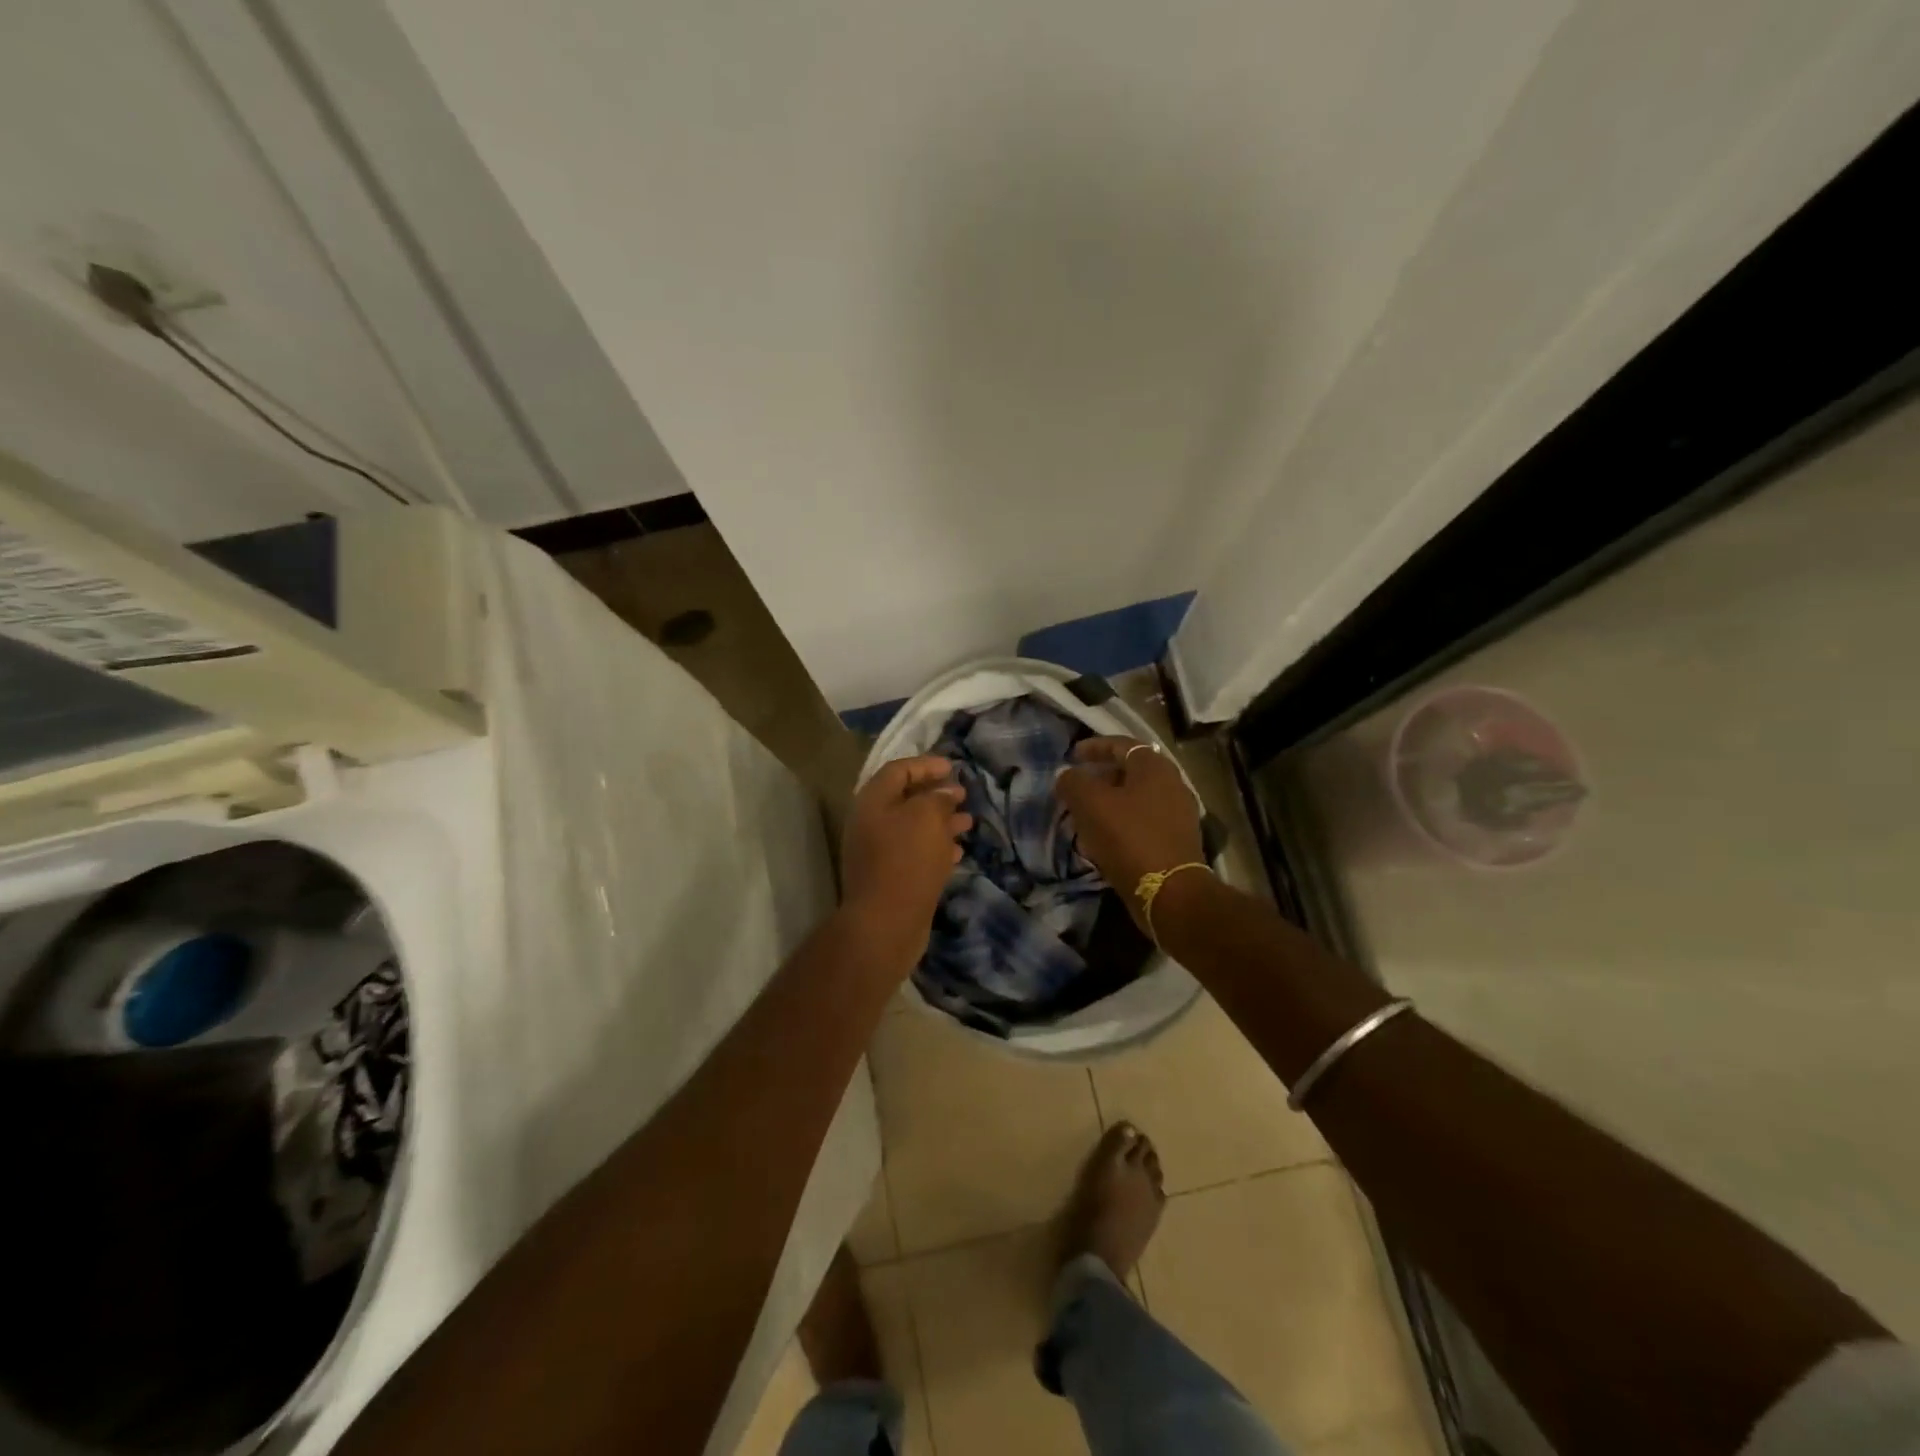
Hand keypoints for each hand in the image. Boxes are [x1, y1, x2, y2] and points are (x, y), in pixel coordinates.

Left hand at [840, 755, 971, 965]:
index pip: (898, 770)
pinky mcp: (890, 877)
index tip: (952, 767)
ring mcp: (878, 852)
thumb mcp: (927, 818)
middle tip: (963, 795)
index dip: (925, 765)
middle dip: (936, 795)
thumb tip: (946, 793)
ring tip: (968, 823)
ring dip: (941, 822)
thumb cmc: (907, 860)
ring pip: (913, 828)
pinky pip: (915, 853)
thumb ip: (938, 798)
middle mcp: (871, 823)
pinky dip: (937, 847)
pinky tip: (958, 851)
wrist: (886, 923)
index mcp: (873, 802)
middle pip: (905, 799)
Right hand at [1057, 738, 1204, 931]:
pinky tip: (1102, 840)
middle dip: (1100, 778)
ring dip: (1109, 804)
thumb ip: (1073, 782)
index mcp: (1154, 767)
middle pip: (1130, 772)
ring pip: (1136, 799)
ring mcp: (1178, 814)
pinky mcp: (1177, 841)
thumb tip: (1066, 775)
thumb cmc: (1128, 837)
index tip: (1072, 756)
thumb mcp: (1089, 804)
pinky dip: (1121, 824)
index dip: (1094, 747)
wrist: (1170, 892)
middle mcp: (1172, 784)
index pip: (1121, 745)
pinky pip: (1143, 823)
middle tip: (1076, 788)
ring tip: (1084, 816)